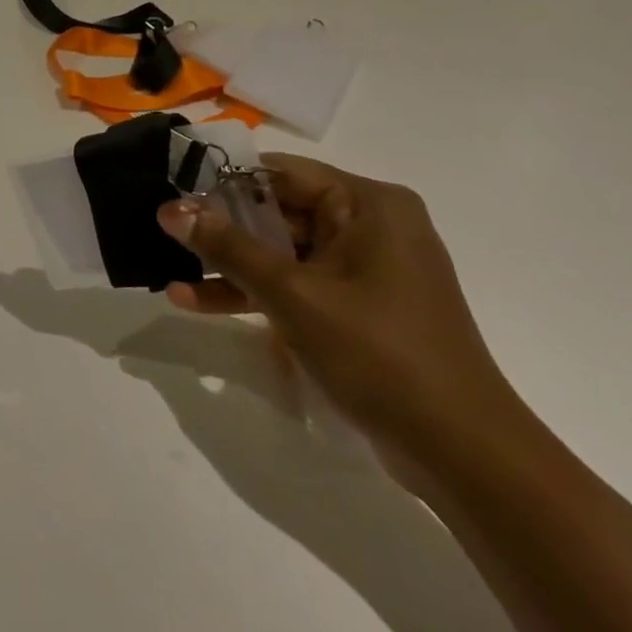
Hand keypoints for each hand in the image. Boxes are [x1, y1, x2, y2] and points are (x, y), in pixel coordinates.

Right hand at [157, 153, 524, 466]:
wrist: (465, 459)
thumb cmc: (381, 355)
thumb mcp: (293, 295)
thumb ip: (228, 247)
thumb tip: (170, 208)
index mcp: (368, 205)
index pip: (280, 172)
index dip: (222, 180)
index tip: (173, 190)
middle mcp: (370, 226)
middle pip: (278, 212)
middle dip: (220, 228)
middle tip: (165, 231)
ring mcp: (366, 270)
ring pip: (282, 252)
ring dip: (230, 265)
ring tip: (171, 271)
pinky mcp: (360, 308)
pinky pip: (296, 284)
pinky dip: (255, 293)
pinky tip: (198, 302)